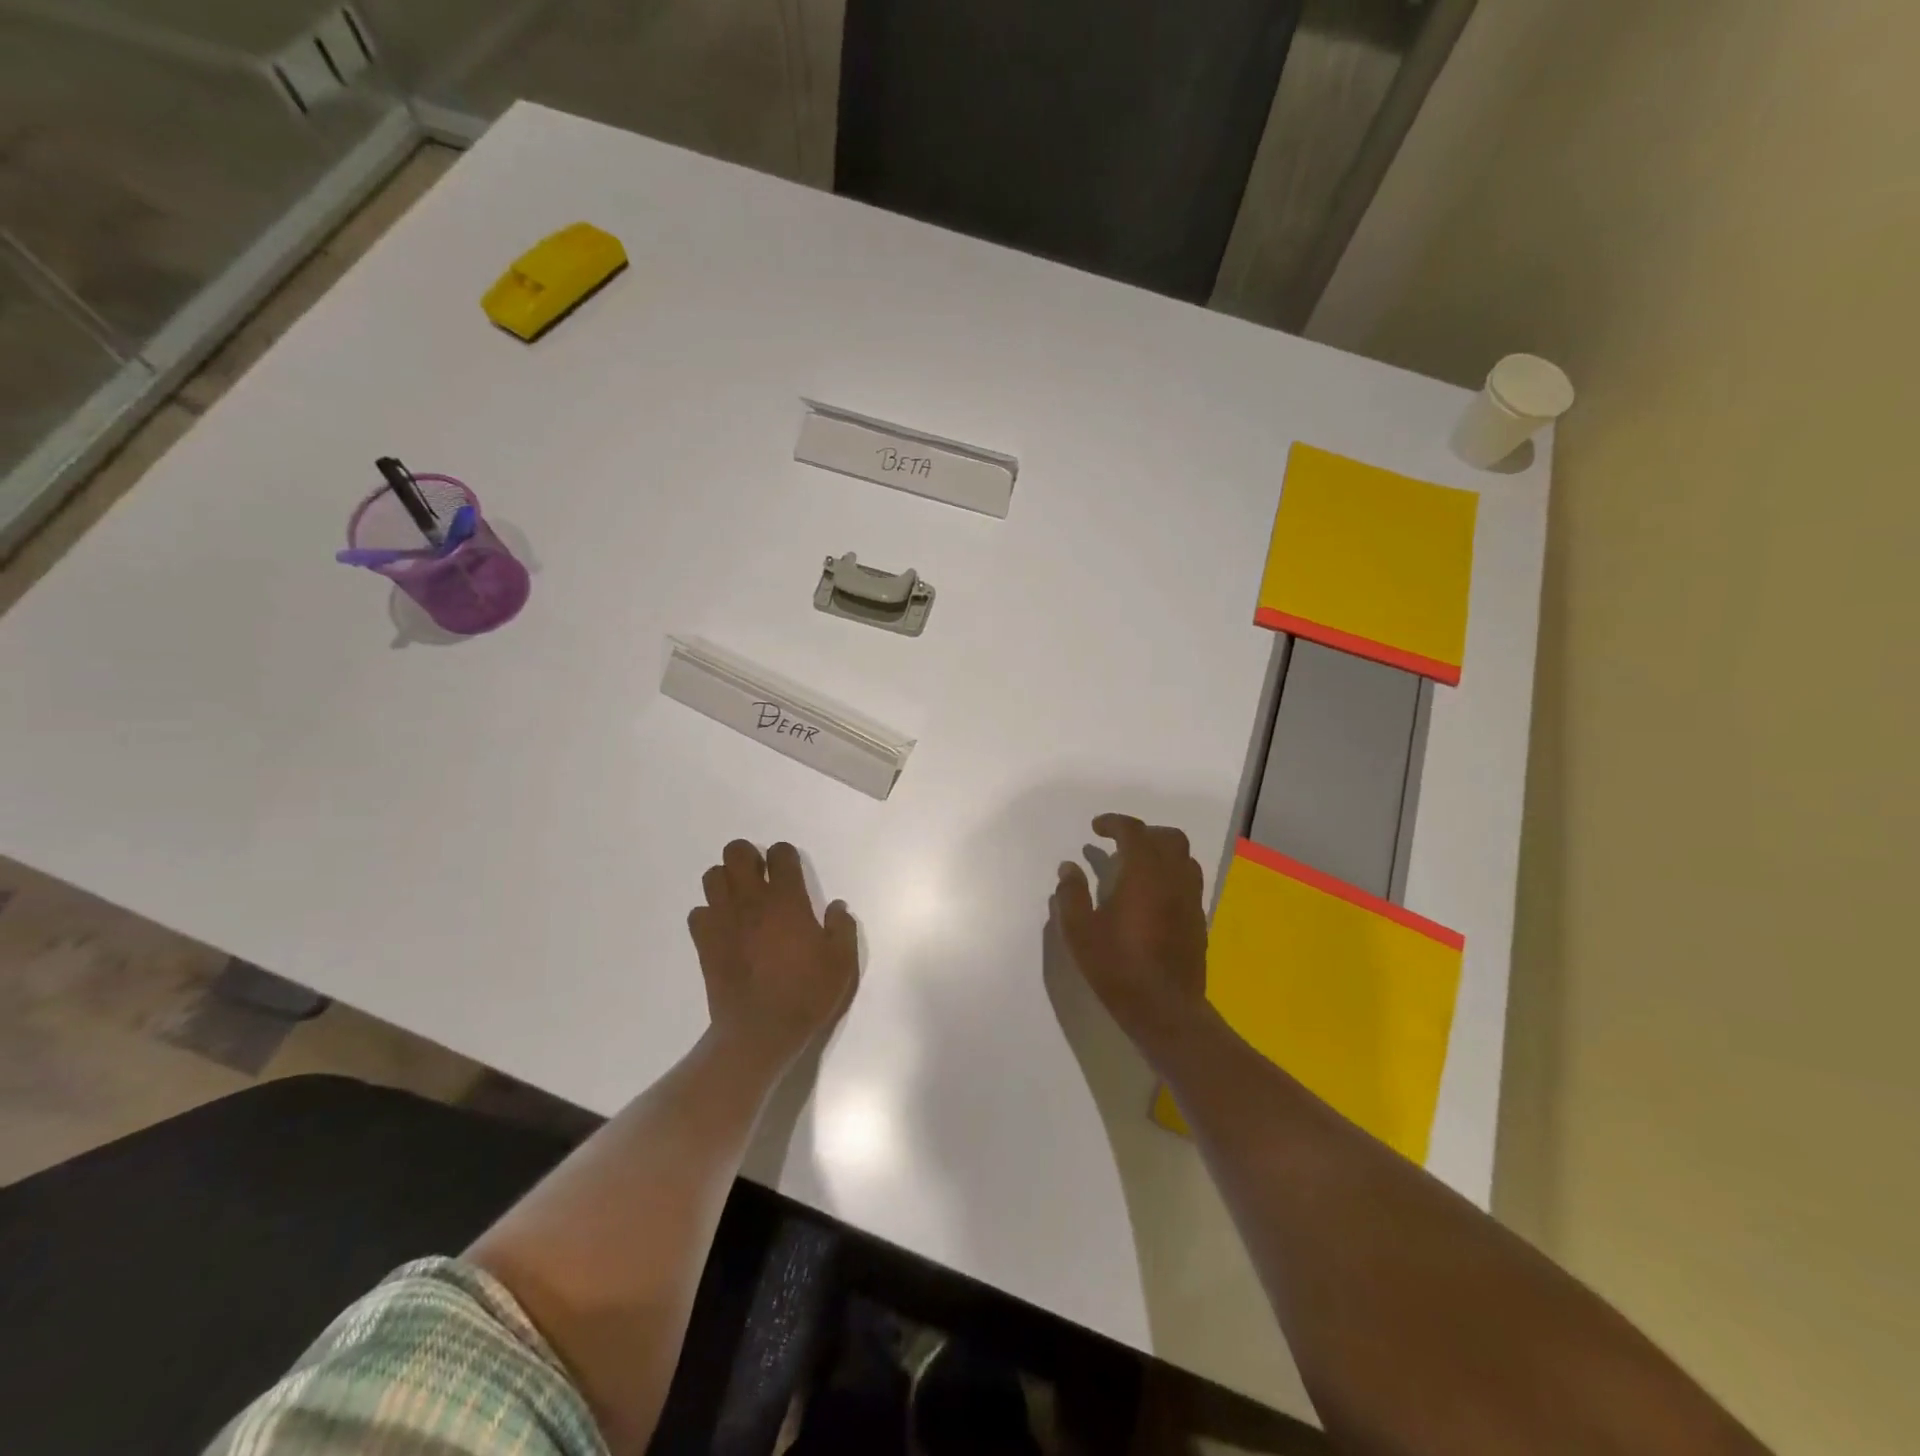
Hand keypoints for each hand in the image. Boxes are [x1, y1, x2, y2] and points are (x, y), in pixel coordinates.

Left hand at [688, 840, 857, 1069]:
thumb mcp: (842, 962)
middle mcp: (752, 901)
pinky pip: (698, 912)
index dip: (785, 856)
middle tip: (761, 878)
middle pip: (737, 853)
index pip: (780, 854)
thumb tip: (836, 907)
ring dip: (726, 881)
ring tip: (741, 900)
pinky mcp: (704, 942)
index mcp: (787, 900)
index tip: (791, 872)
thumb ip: (842, 928)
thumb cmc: (806, 994)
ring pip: (712, 876)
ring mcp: (723, 920)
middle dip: (748, 857)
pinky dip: (709, 914)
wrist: (760, 1031)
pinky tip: (724, 929)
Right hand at [1051, 814, 1209, 1055]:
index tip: (1096, 828)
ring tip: (1137, 867)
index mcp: (1144, 873)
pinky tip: (1151, 896)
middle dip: (1144, 833)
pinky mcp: (1198, 920)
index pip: (1134, 832)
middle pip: (1169, 837)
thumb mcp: (1079, 931)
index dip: (1114, 823)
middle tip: (1120, 844)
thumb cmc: (1117, 966)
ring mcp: (1191, 899)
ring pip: (1185, 858)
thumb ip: (1071, 894)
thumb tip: (1069, 867)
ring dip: (1162, 852)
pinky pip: (1189, 882)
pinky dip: (1171, 875)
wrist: (1165, 1009)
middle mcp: (1173, 879)